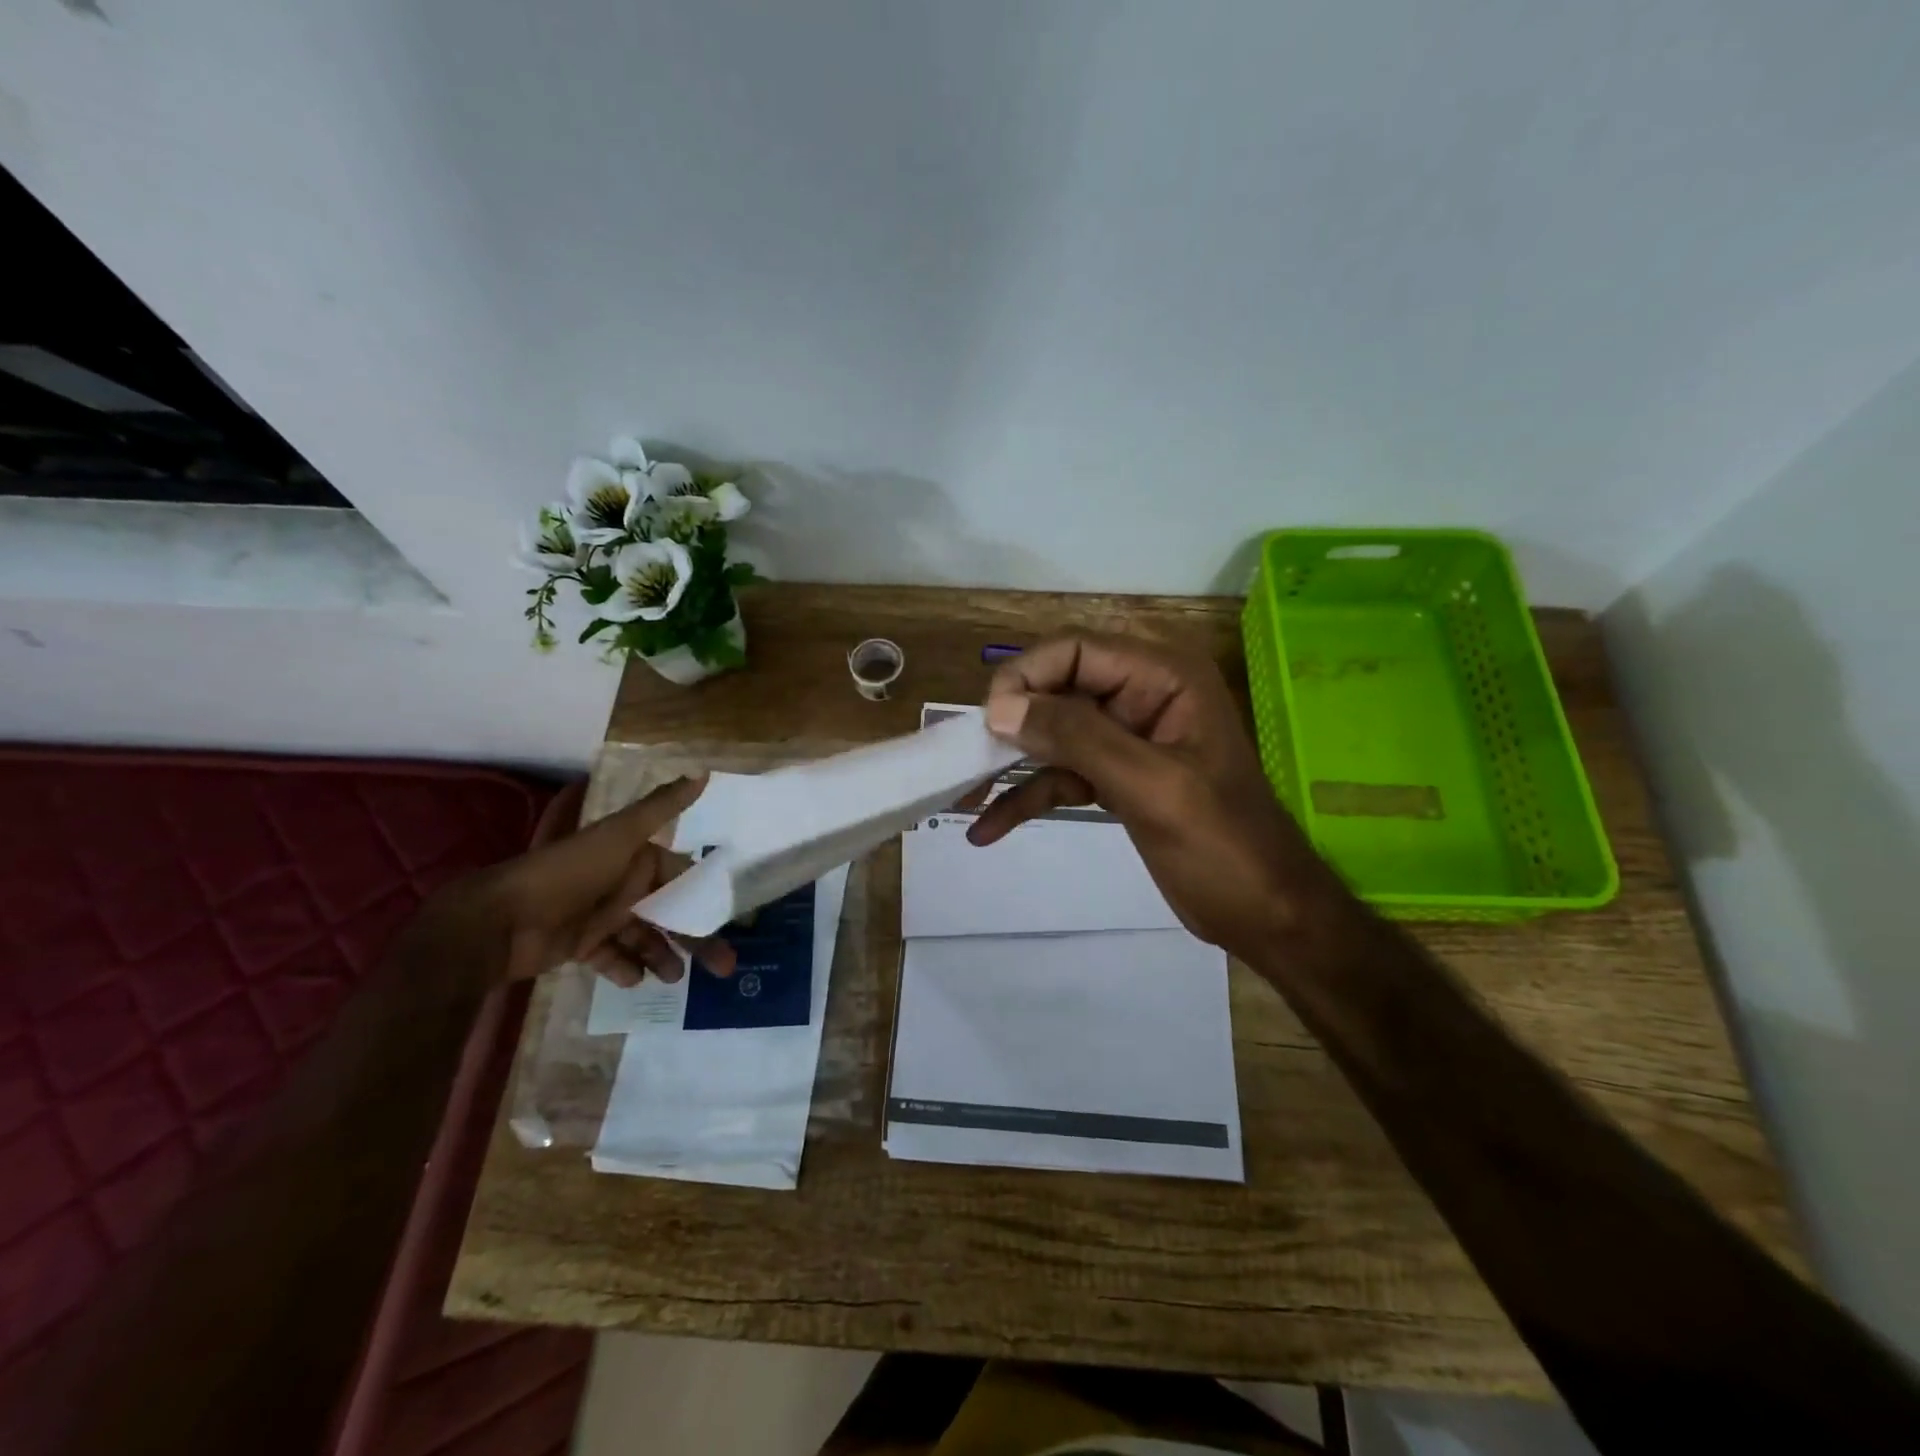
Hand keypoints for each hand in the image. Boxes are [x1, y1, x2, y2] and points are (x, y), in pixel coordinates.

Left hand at [427, 776, 736, 988]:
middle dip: (696, 938)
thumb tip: (704, 772)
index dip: (706, 896)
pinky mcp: (581, 945)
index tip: (733, 919)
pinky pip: (612, 958)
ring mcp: (602, 916)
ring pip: (645, 937)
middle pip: (670, 912)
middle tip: (723, 967)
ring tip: (676, 978)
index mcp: (636, 859)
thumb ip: (662, 808)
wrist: (501, 920)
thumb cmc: (569, 873)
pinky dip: (625, 968)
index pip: (682, 876)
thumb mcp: (619, 835)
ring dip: (663, 955)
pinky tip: (638, 980)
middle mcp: (623, 885)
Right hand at [968, 632, 1339, 958]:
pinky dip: (1027, 798)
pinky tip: (989, 828)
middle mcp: (1142, 696)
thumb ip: (1077, 738)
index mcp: (1164, 678)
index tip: (988, 721)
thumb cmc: (1222, 845)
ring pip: (1052, 735)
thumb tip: (1000, 708)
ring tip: (961, 796)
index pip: (1076, 651)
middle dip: (1010, 723)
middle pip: (1057, 689)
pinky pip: (1061, 775)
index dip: (1026, 677)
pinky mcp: (1116, 778)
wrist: (1265, 914)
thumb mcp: (1151, 786)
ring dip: (1009, 765)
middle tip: (965, 760)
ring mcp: (1127, 739)